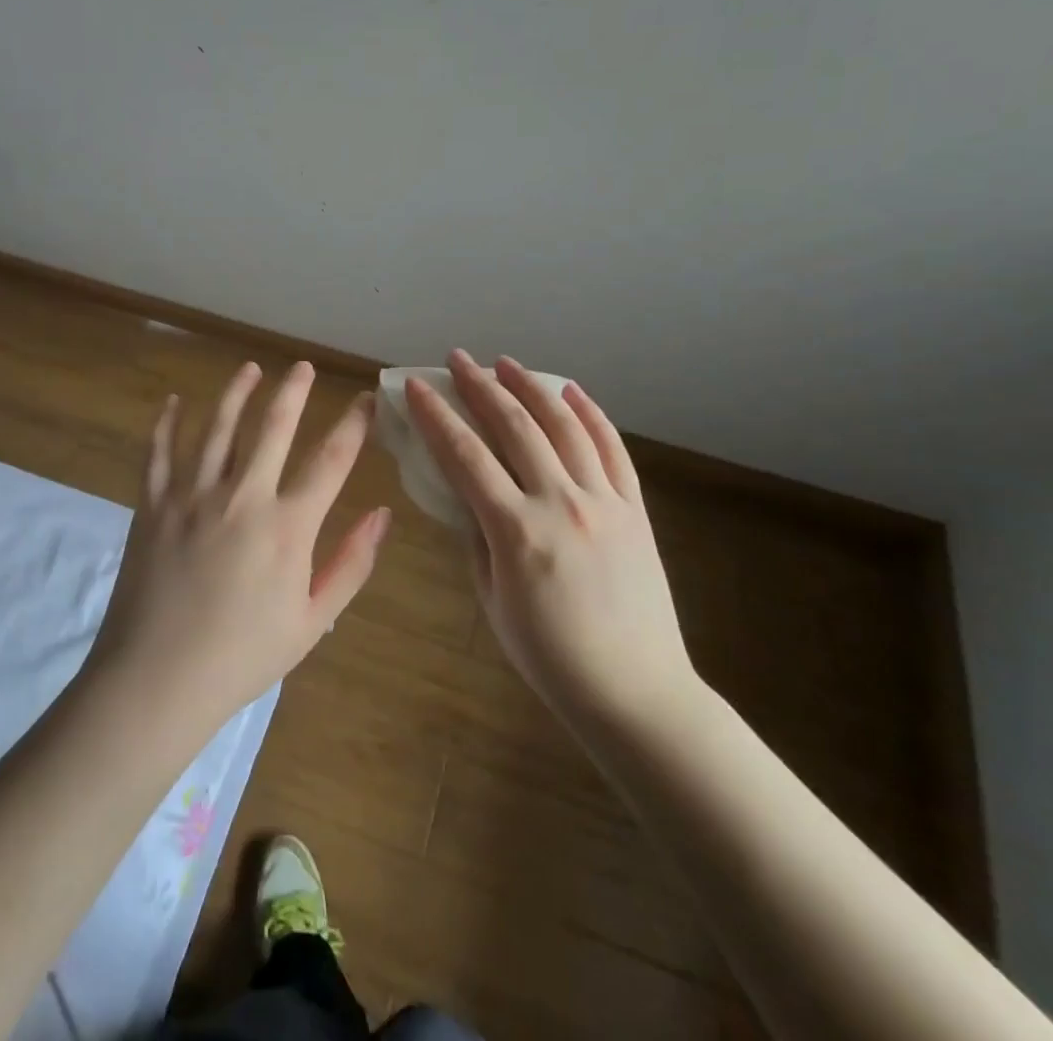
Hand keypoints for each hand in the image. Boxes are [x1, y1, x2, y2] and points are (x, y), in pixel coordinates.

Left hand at [84, 361, 389, 738]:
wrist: (157, 680)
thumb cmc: (243, 657)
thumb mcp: (313, 621)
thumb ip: (351, 564)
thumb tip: (383, 514)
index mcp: (287, 526)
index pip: (331, 460)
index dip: (354, 424)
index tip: (366, 399)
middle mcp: (242, 497)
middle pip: (273, 426)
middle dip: (292, 391)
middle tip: (301, 366)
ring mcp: (192, 496)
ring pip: (218, 427)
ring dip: (236, 393)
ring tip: (250, 369)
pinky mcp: (153, 504)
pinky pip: (160, 452)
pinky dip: (167, 423)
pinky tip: (174, 402)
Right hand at [405, 351, 691, 726]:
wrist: (635, 693)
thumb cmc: (550, 657)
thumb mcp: (493, 600)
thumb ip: (477, 538)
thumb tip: (468, 495)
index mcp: (517, 532)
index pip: (465, 456)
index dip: (436, 417)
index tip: (418, 387)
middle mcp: (562, 504)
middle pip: (515, 427)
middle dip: (481, 386)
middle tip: (458, 359)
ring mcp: (605, 502)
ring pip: (565, 426)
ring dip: (532, 387)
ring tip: (507, 363)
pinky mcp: (635, 510)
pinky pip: (612, 450)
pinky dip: (590, 415)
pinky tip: (571, 392)